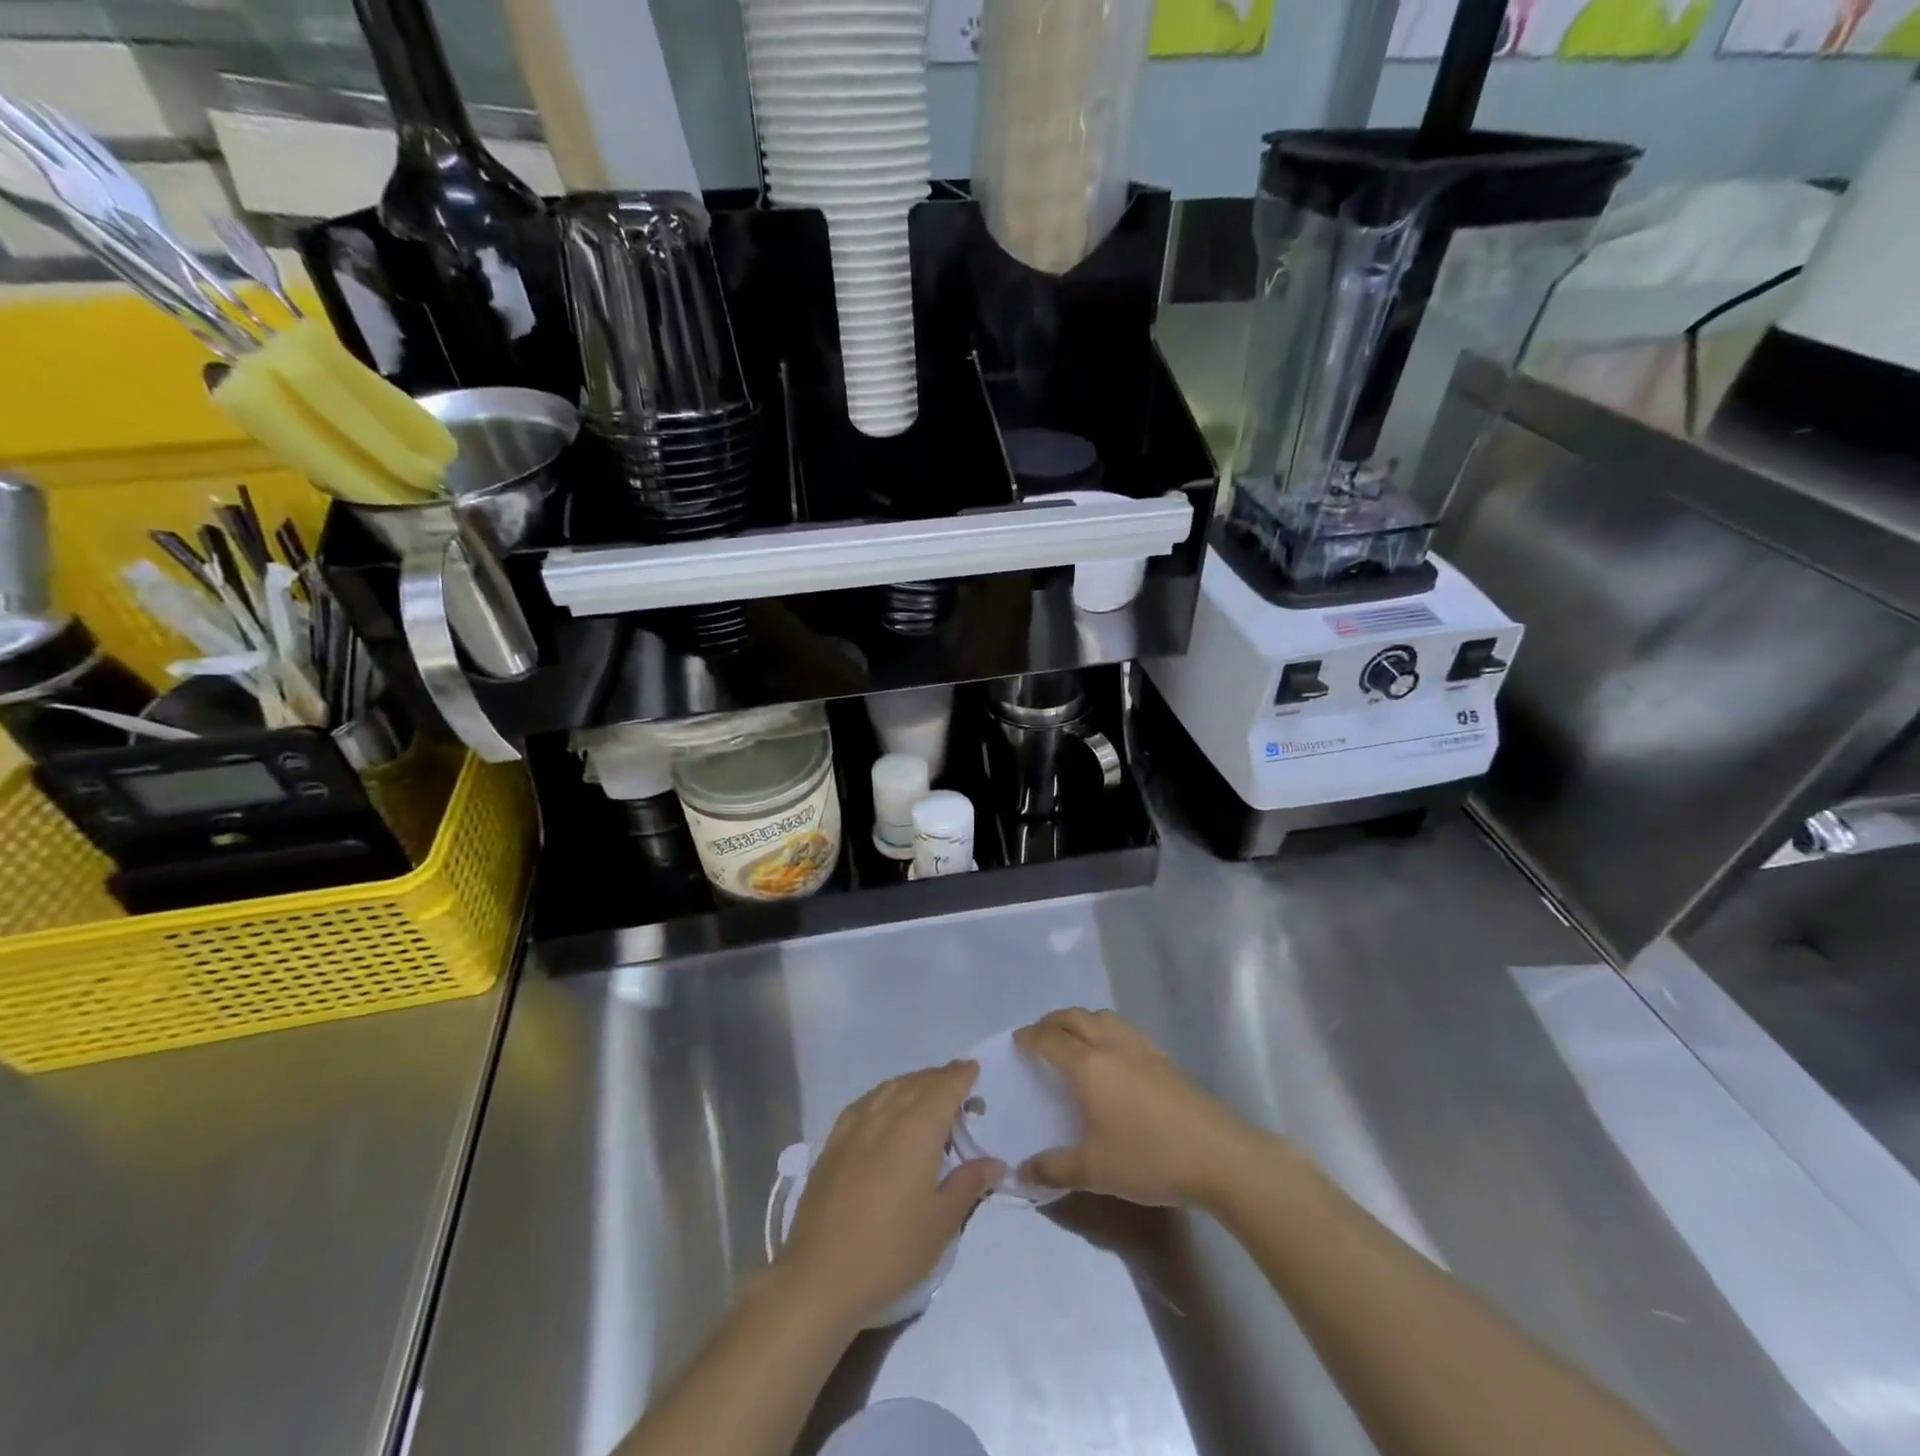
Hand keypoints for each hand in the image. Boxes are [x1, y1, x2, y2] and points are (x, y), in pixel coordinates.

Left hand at [778, 1061, 1001, 1329]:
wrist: (821, 1275)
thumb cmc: (891, 1250)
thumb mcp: (941, 1223)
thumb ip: (968, 1184)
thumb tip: (994, 1162)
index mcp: (918, 1129)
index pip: (945, 1087)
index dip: (961, 1075)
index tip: (974, 1070)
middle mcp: (886, 1115)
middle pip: (918, 1082)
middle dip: (941, 1079)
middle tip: (959, 1088)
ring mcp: (855, 1125)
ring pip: (890, 1088)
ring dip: (913, 1084)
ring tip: (927, 1095)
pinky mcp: (833, 1142)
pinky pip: (866, 1102)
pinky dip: (885, 1096)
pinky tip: (886, 1111)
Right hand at [1015, 1009, 1257, 1210]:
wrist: (1219, 1156)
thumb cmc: (1150, 1159)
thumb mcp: (1095, 1171)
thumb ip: (1055, 1169)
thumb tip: (1022, 1172)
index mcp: (1089, 1066)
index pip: (1051, 1040)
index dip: (1030, 1038)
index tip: (1017, 1041)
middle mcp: (1111, 1046)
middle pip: (1075, 1017)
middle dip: (1052, 1021)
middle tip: (1038, 1036)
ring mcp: (1141, 1048)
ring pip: (1102, 1017)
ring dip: (1080, 1020)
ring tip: (1071, 1039)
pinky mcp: (1163, 1057)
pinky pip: (1123, 1028)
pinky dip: (1104, 1029)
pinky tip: (1110, 1054)